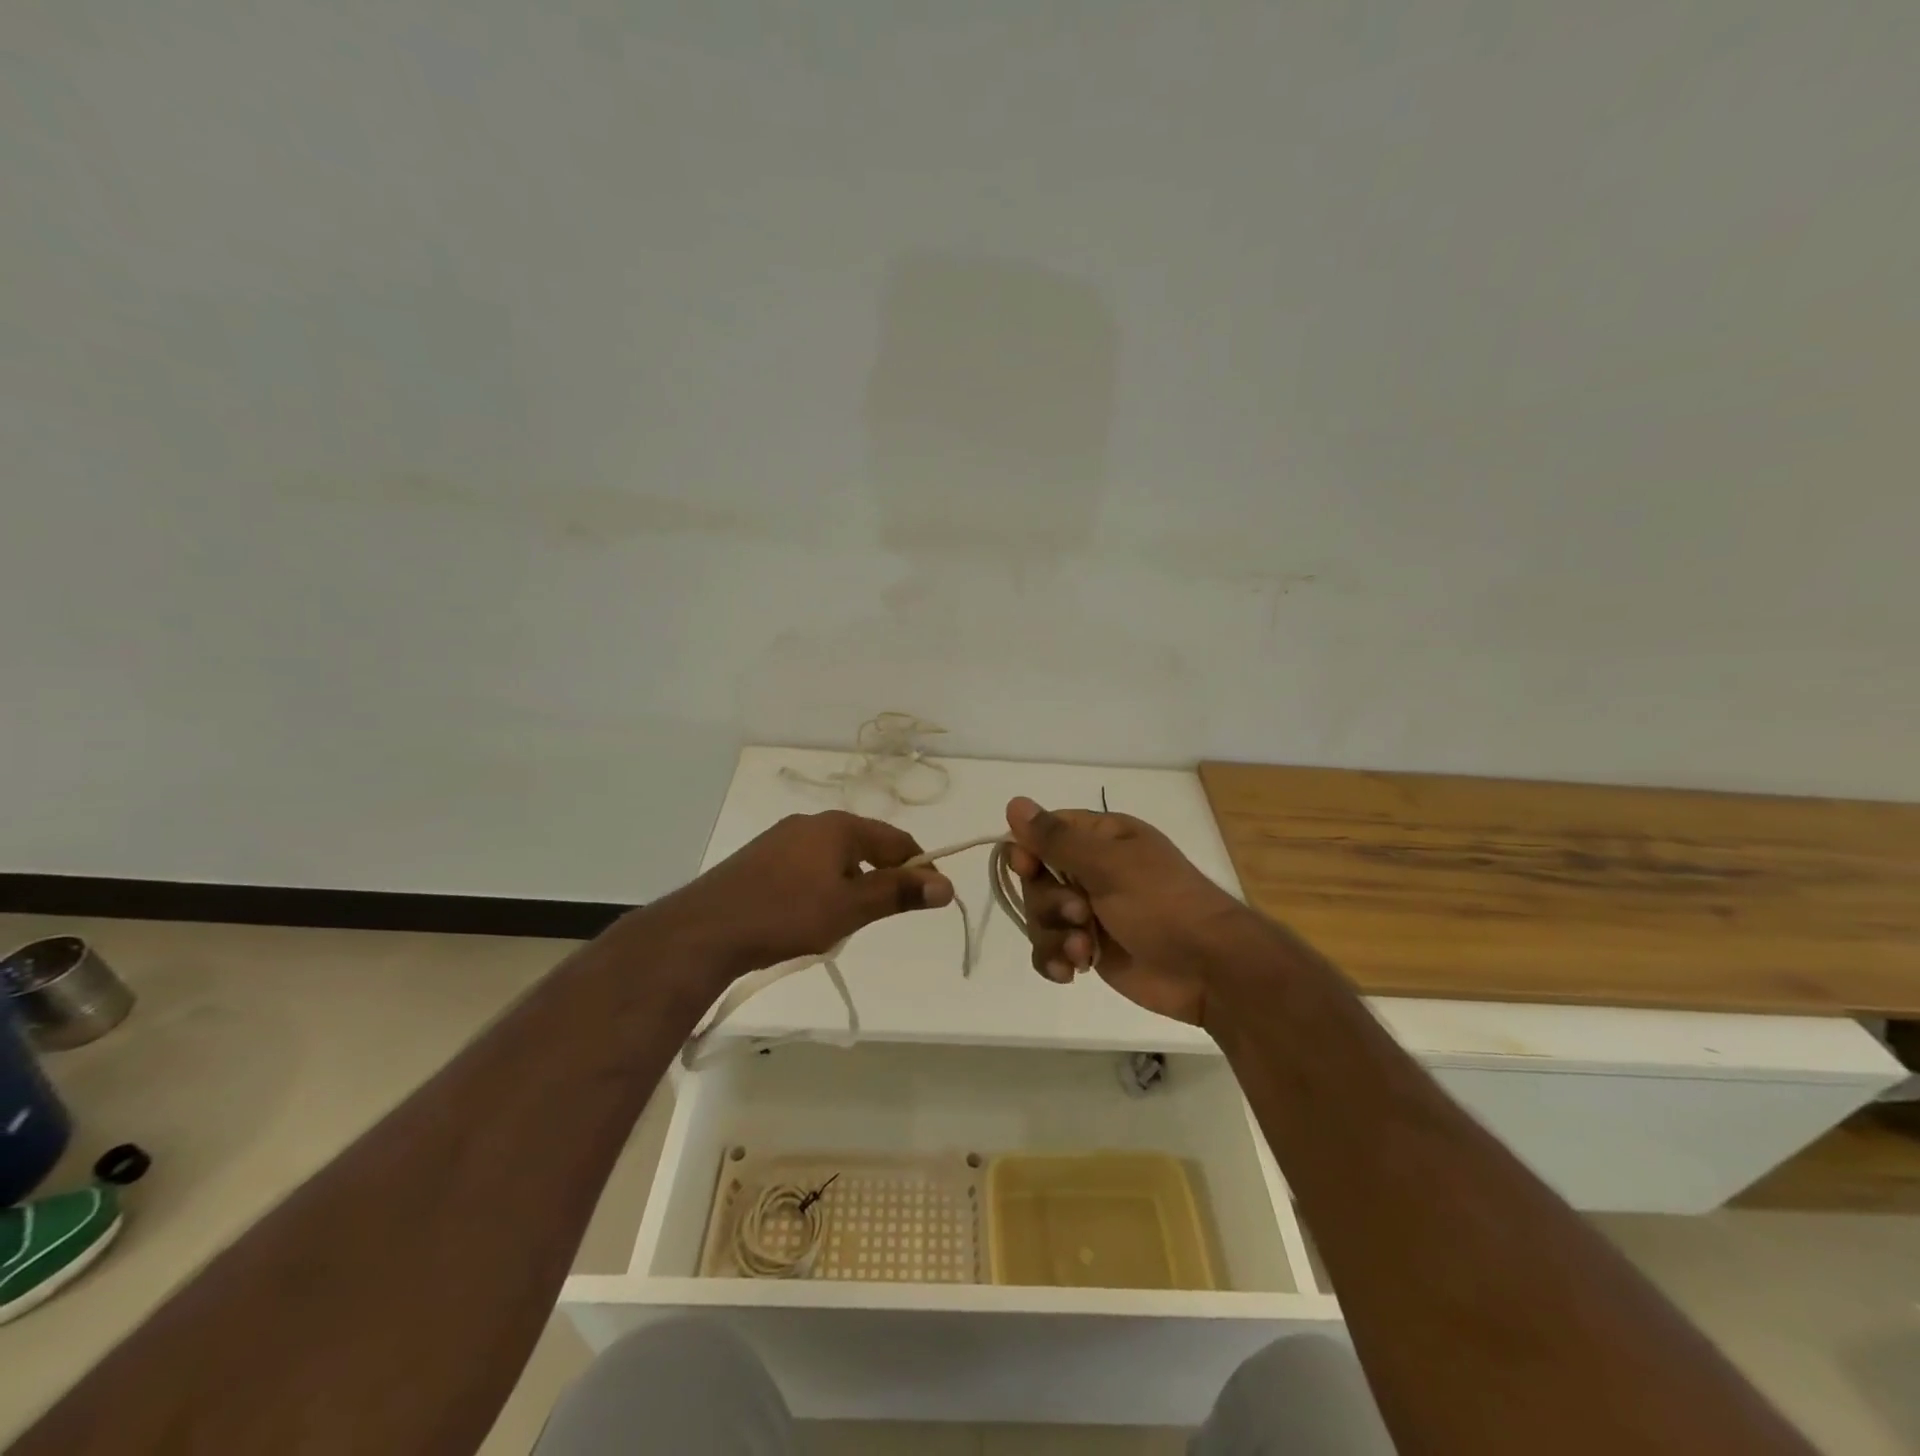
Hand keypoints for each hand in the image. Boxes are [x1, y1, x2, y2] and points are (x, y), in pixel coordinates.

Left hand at [651, 810, 954, 983]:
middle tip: (882, 915)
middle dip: (882, 877)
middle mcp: (812, 823)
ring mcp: (782, 839)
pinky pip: (807, 866)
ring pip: (835, 858)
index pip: (897, 840)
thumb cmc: (787, 914)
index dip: (920, 868)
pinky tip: (807, 915)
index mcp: (839, 826)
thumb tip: (946, 885)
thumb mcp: (850, 907)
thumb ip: (898, 893)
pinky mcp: (760, 859)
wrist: (705, 929)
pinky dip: (822, 886)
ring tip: (844, 921)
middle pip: (865, 845)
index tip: (932, 899)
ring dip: (851, 884)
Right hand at [1005, 797, 1247, 1024]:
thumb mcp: (1109, 865)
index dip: (1028, 850)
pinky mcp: (1090, 949)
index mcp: (1102, 838)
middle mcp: (1092, 871)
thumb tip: (1014, 803)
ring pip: (1040, 917)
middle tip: (1080, 915)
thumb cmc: (1163, 905)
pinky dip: (1055, 960)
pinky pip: (1050, 950)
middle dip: (1049, 902)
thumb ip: (1057, 839)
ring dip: (1054, 936)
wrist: (1209, 970)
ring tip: (1083, 950)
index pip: (1045, 832)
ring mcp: (1090, 912)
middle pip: (1036, 880)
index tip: (1027, 868)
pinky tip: (1070, 973)